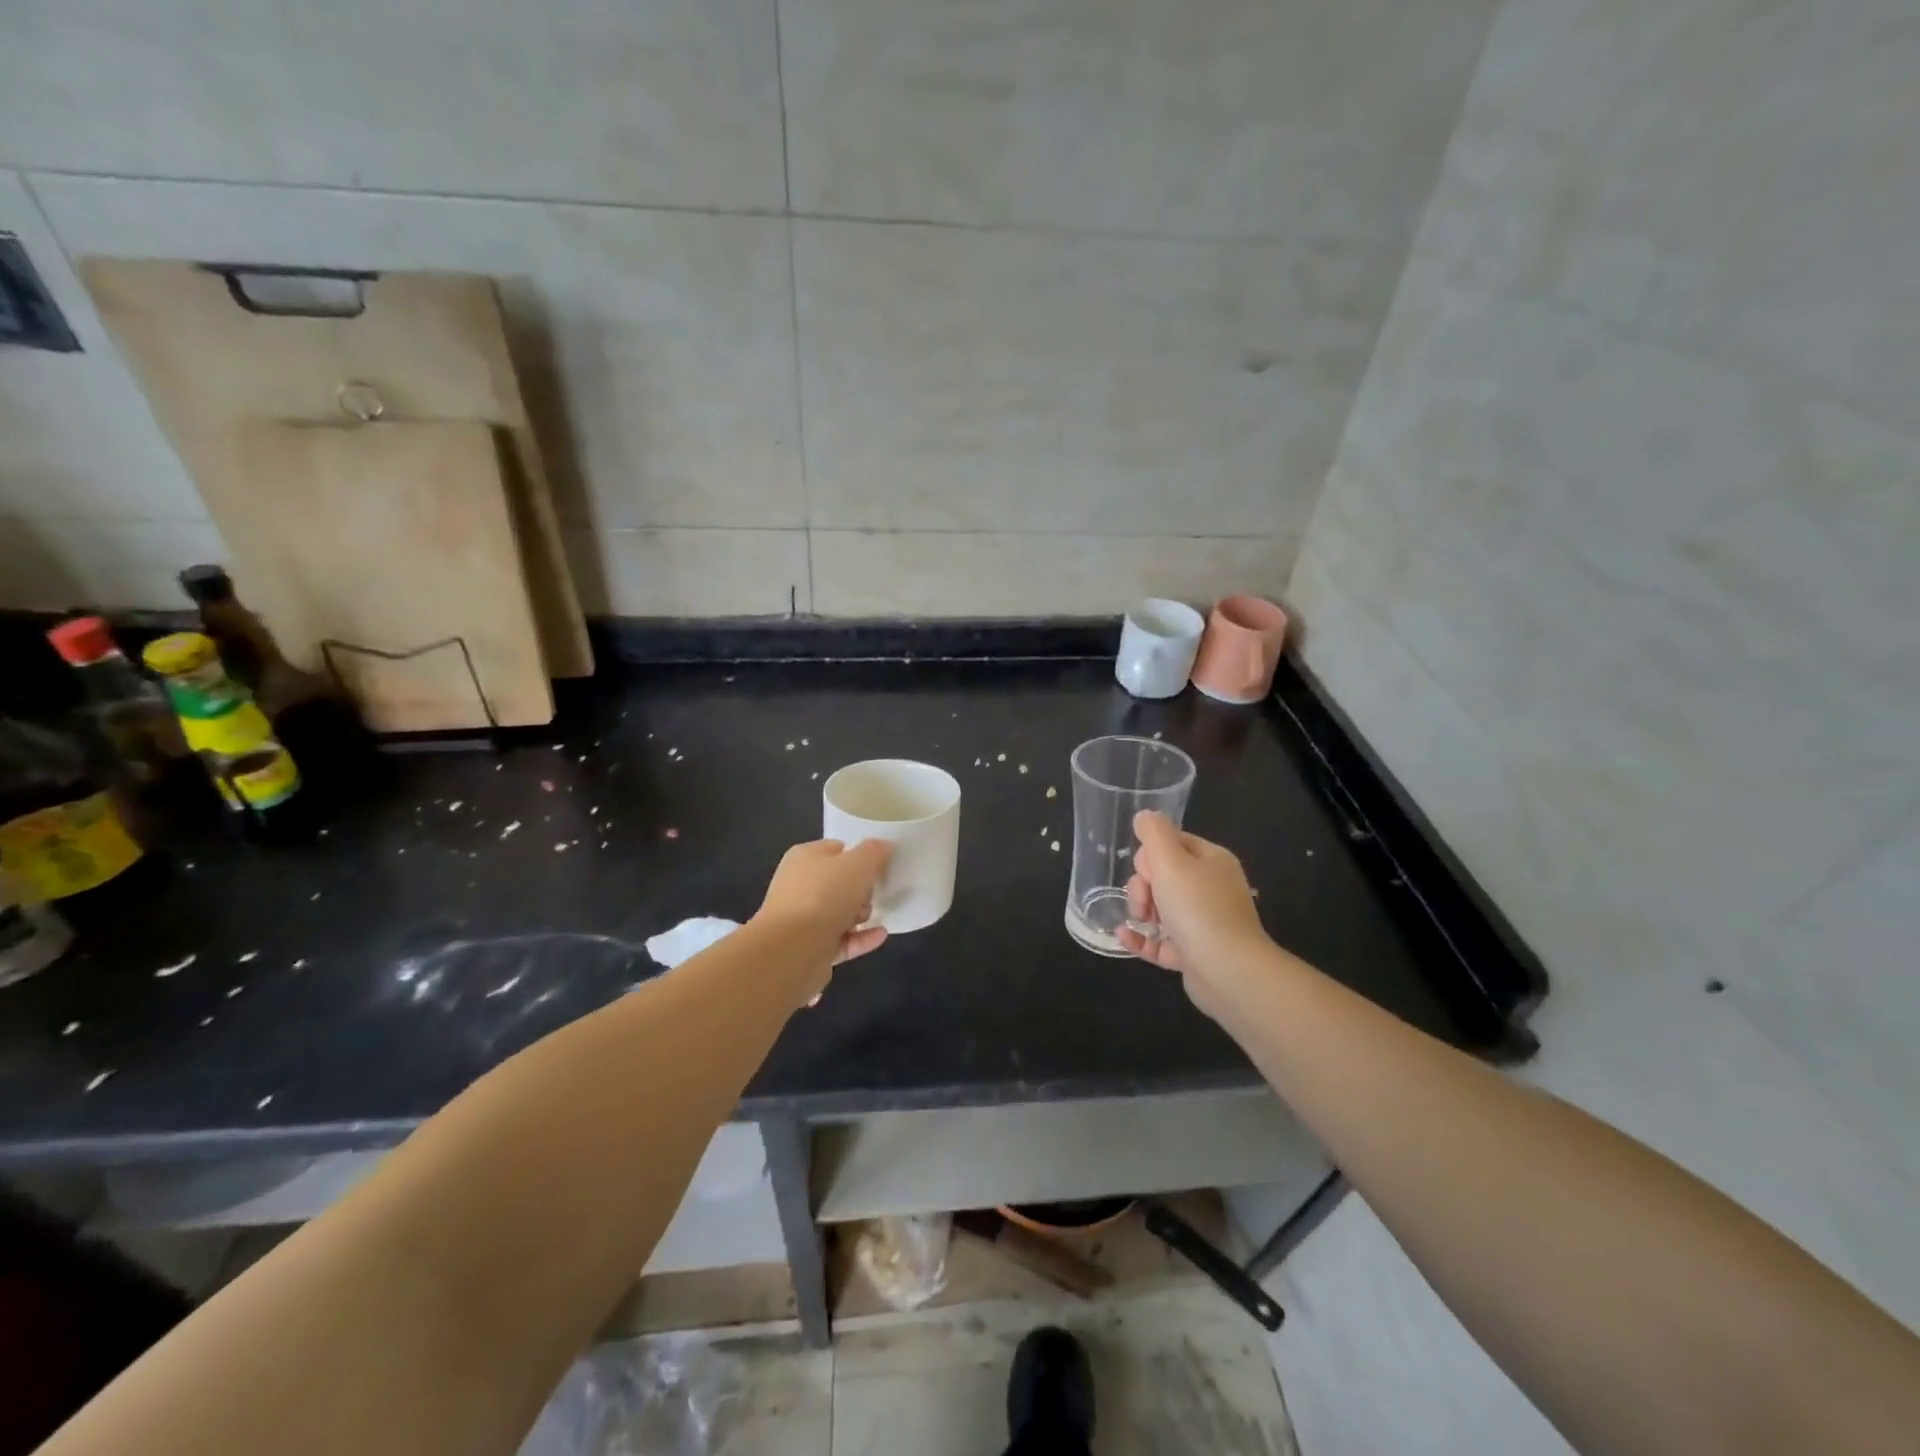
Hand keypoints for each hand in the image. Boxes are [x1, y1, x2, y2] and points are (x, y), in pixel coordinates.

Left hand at [753, 838, 892, 1000]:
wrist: (791, 950)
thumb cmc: (824, 896)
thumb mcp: (857, 864)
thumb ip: (874, 852)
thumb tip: (883, 846)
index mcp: (805, 858)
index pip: (837, 849)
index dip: (860, 855)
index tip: (881, 866)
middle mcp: (800, 885)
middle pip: (840, 882)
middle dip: (862, 889)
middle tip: (873, 893)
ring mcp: (804, 918)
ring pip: (840, 912)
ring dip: (861, 914)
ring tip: (871, 916)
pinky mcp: (811, 948)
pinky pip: (843, 939)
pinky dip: (862, 937)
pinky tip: (881, 935)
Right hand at [1116, 812, 1267, 1011]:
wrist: (1229, 971)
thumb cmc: (1198, 909)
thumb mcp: (1170, 861)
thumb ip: (1154, 833)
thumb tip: (1145, 815)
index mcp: (1212, 861)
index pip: (1173, 843)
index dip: (1151, 854)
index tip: (1146, 871)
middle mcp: (1212, 889)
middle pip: (1164, 875)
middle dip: (1143, 885)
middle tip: (1143, 901)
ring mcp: (1204, 923)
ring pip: (1161, 908)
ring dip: (1141, 911)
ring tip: (1138, 921)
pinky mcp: (1195, 953)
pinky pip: (1161, 941)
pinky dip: (1141, 938)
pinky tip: (1123, 936)